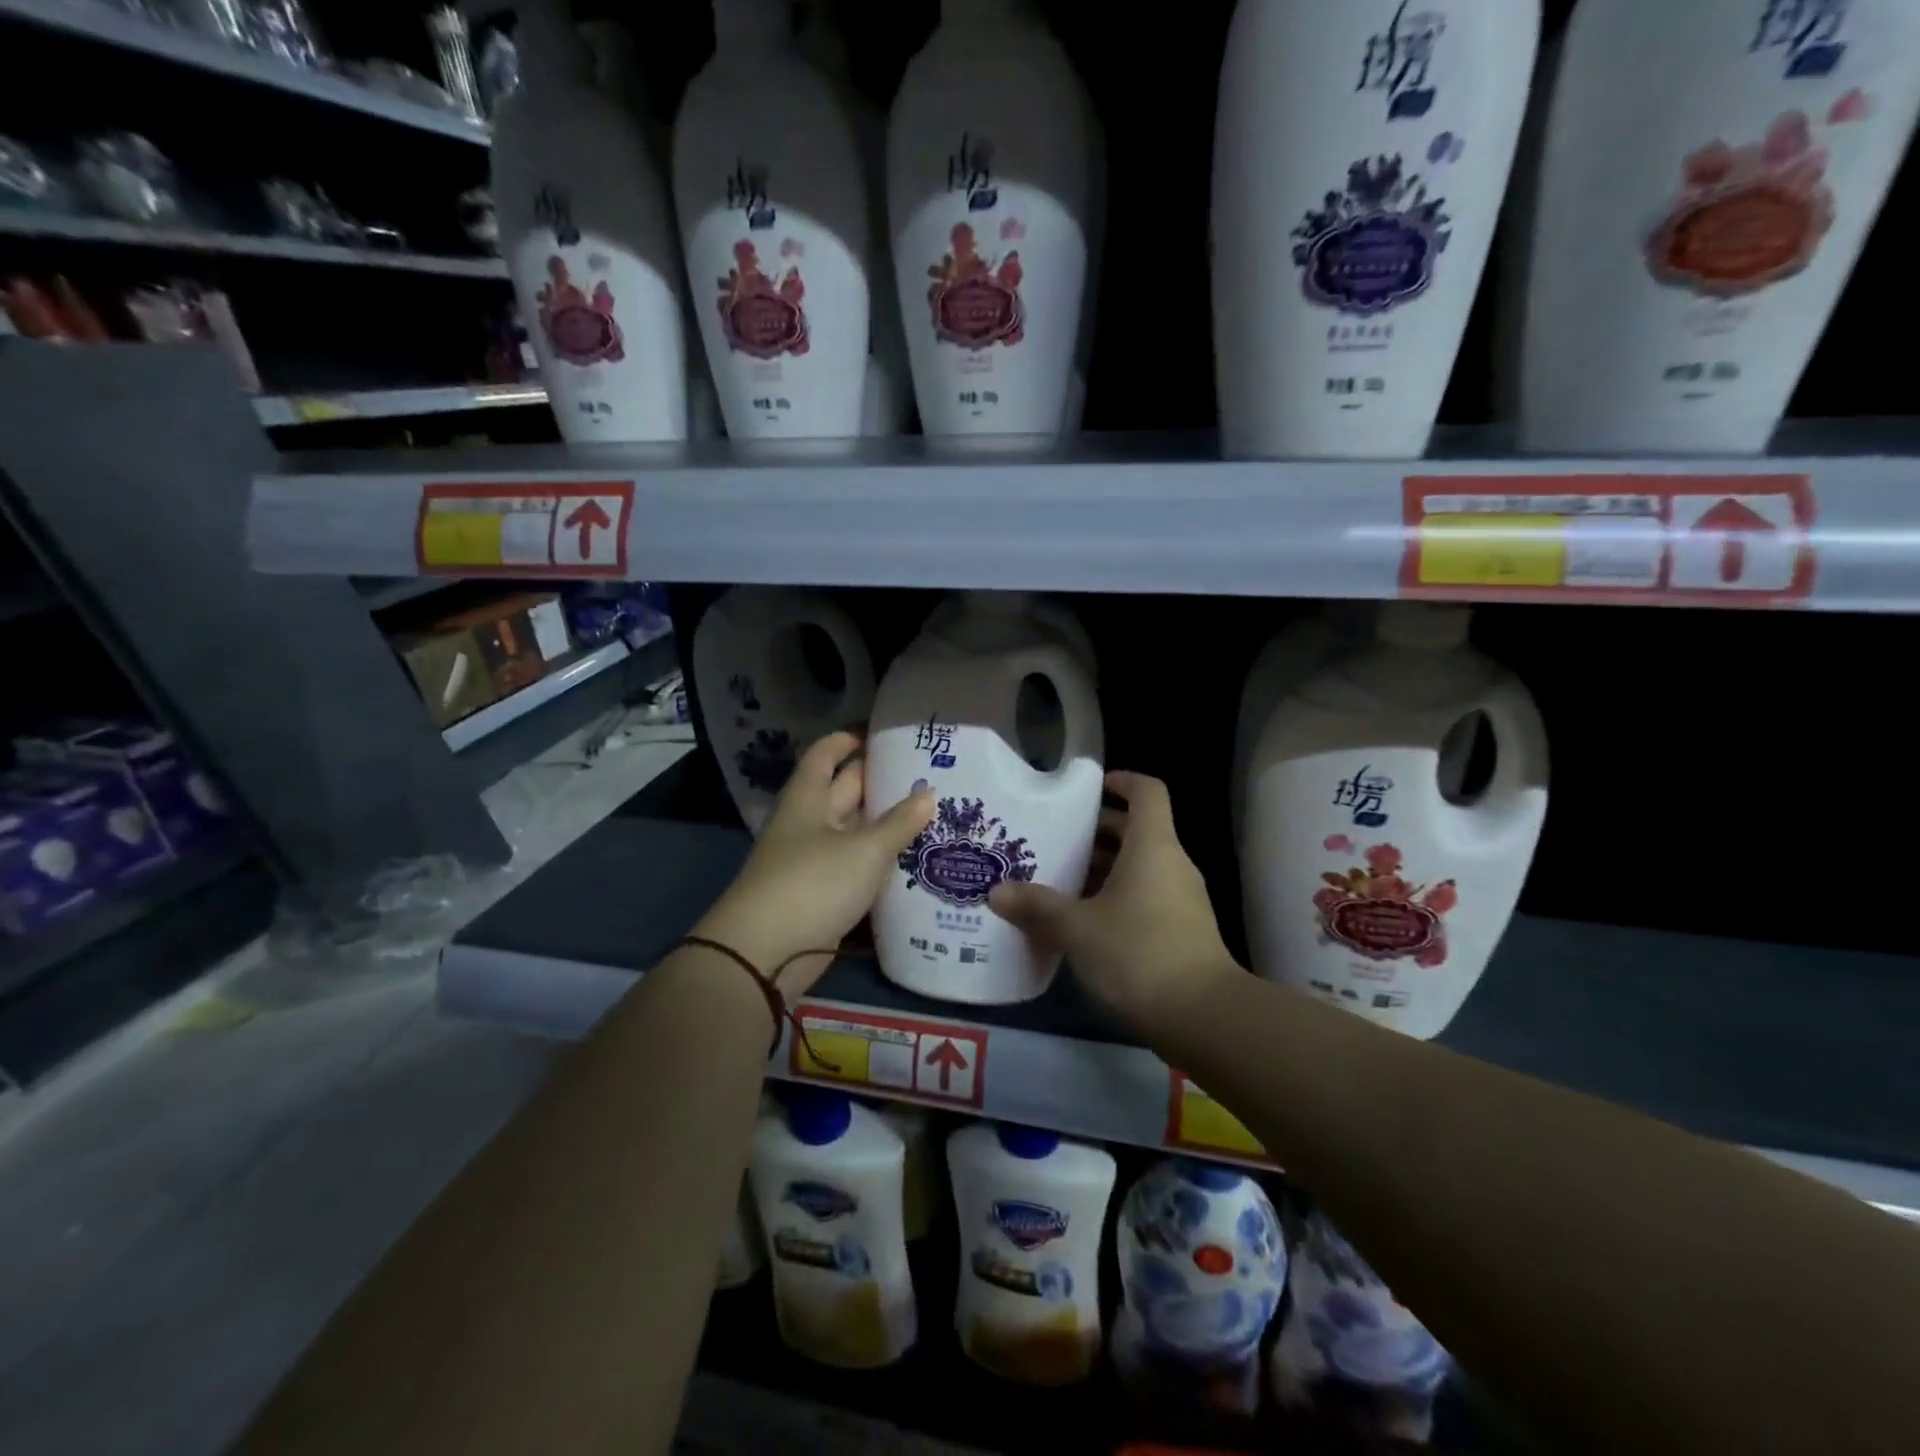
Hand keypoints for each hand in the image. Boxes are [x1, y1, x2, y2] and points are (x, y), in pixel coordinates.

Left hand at [692, 731, 932, 997]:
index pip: (824, 757)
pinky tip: (912, 859)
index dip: (846, 741)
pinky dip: (879, 860)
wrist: (765, 953)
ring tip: (930, 813)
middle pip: (843, 792)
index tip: (878, 734)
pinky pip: (855, 866)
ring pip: (853, 832)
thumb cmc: (813, 883)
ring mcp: (813, 861)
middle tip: (924, 774)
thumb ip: (899, 823)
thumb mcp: (864, 849)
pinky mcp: (822, 894)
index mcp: (807, 800)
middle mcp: (808, 824)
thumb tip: (929, 794)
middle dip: (878, 782)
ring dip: (884, 824)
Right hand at [988, 771, 1235, 1024]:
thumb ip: (1037, 907)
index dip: (1122, 782)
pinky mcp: (1182, 930)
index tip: (1091, 788)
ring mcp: (1182, 899)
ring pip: (1139, 867)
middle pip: (1137, 831)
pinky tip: (1082, 921)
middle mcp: (1172, 864)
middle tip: (1055, 840)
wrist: (1202, 1016)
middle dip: (1096, 833)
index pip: (1147, 792)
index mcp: (1153, 847)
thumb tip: (997, 893)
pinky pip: (1145, 896)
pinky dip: (1115, 897)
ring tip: (1059, 881)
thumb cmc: (1138, 952)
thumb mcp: (1078, 928)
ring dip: (1102, 869)